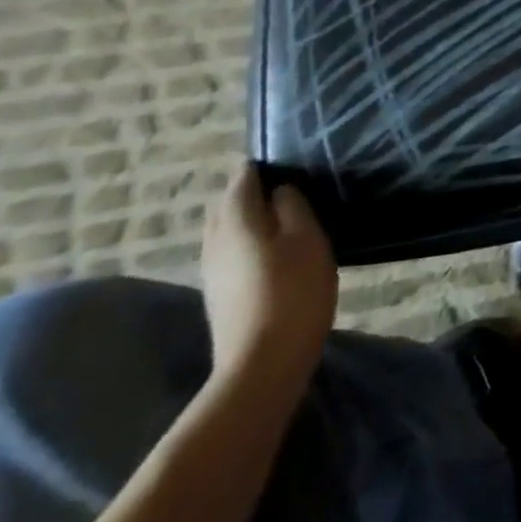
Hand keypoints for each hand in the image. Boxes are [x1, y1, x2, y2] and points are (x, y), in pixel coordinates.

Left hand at [201, 165, 336, 392]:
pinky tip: (269, 248)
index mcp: (237, 222)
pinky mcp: (219, 293)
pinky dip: (246, 239)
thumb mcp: (308, 239)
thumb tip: (280, 190)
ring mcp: (212, 271)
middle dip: (247, 191)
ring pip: (224, 230)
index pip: (241, 181)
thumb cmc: (294, 290)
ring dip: (246, 217)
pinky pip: (229, 251)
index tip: (281, 159)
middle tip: (281, 185)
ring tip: (279, 213)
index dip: (258, 167)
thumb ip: (293, 208)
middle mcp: (215, 241)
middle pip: (225, 205)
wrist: (263, 362)